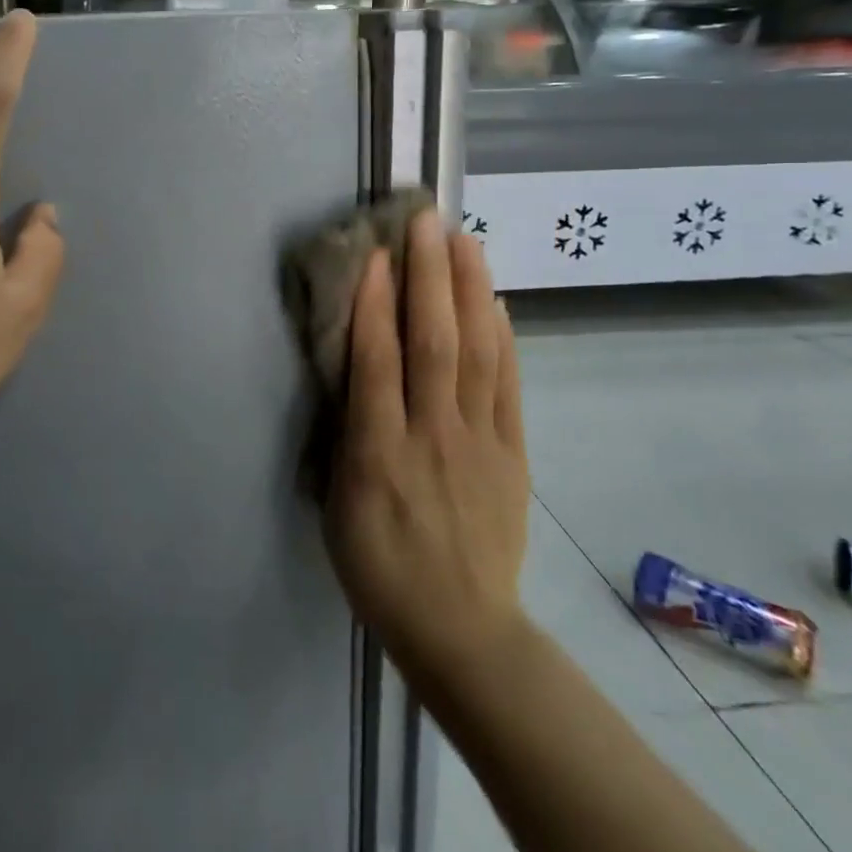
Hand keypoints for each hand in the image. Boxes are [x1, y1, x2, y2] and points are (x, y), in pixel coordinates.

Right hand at [325, 208, 528, 681]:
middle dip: (428, 278)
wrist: (460, 628)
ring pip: (477, 354)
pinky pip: (509, 387)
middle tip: (426, 222)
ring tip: (465, 241)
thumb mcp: (338, 506)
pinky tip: (496, 302)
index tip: (376, 254)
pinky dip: (503, 340)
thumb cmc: (380, 567)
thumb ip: (345, 434)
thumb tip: (351, 371)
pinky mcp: (513, 453)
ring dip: (470, 292)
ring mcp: (479, 442)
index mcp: (379, 454)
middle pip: (434, 345)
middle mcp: (432, 437)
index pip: (377, 364)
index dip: (375, 305)